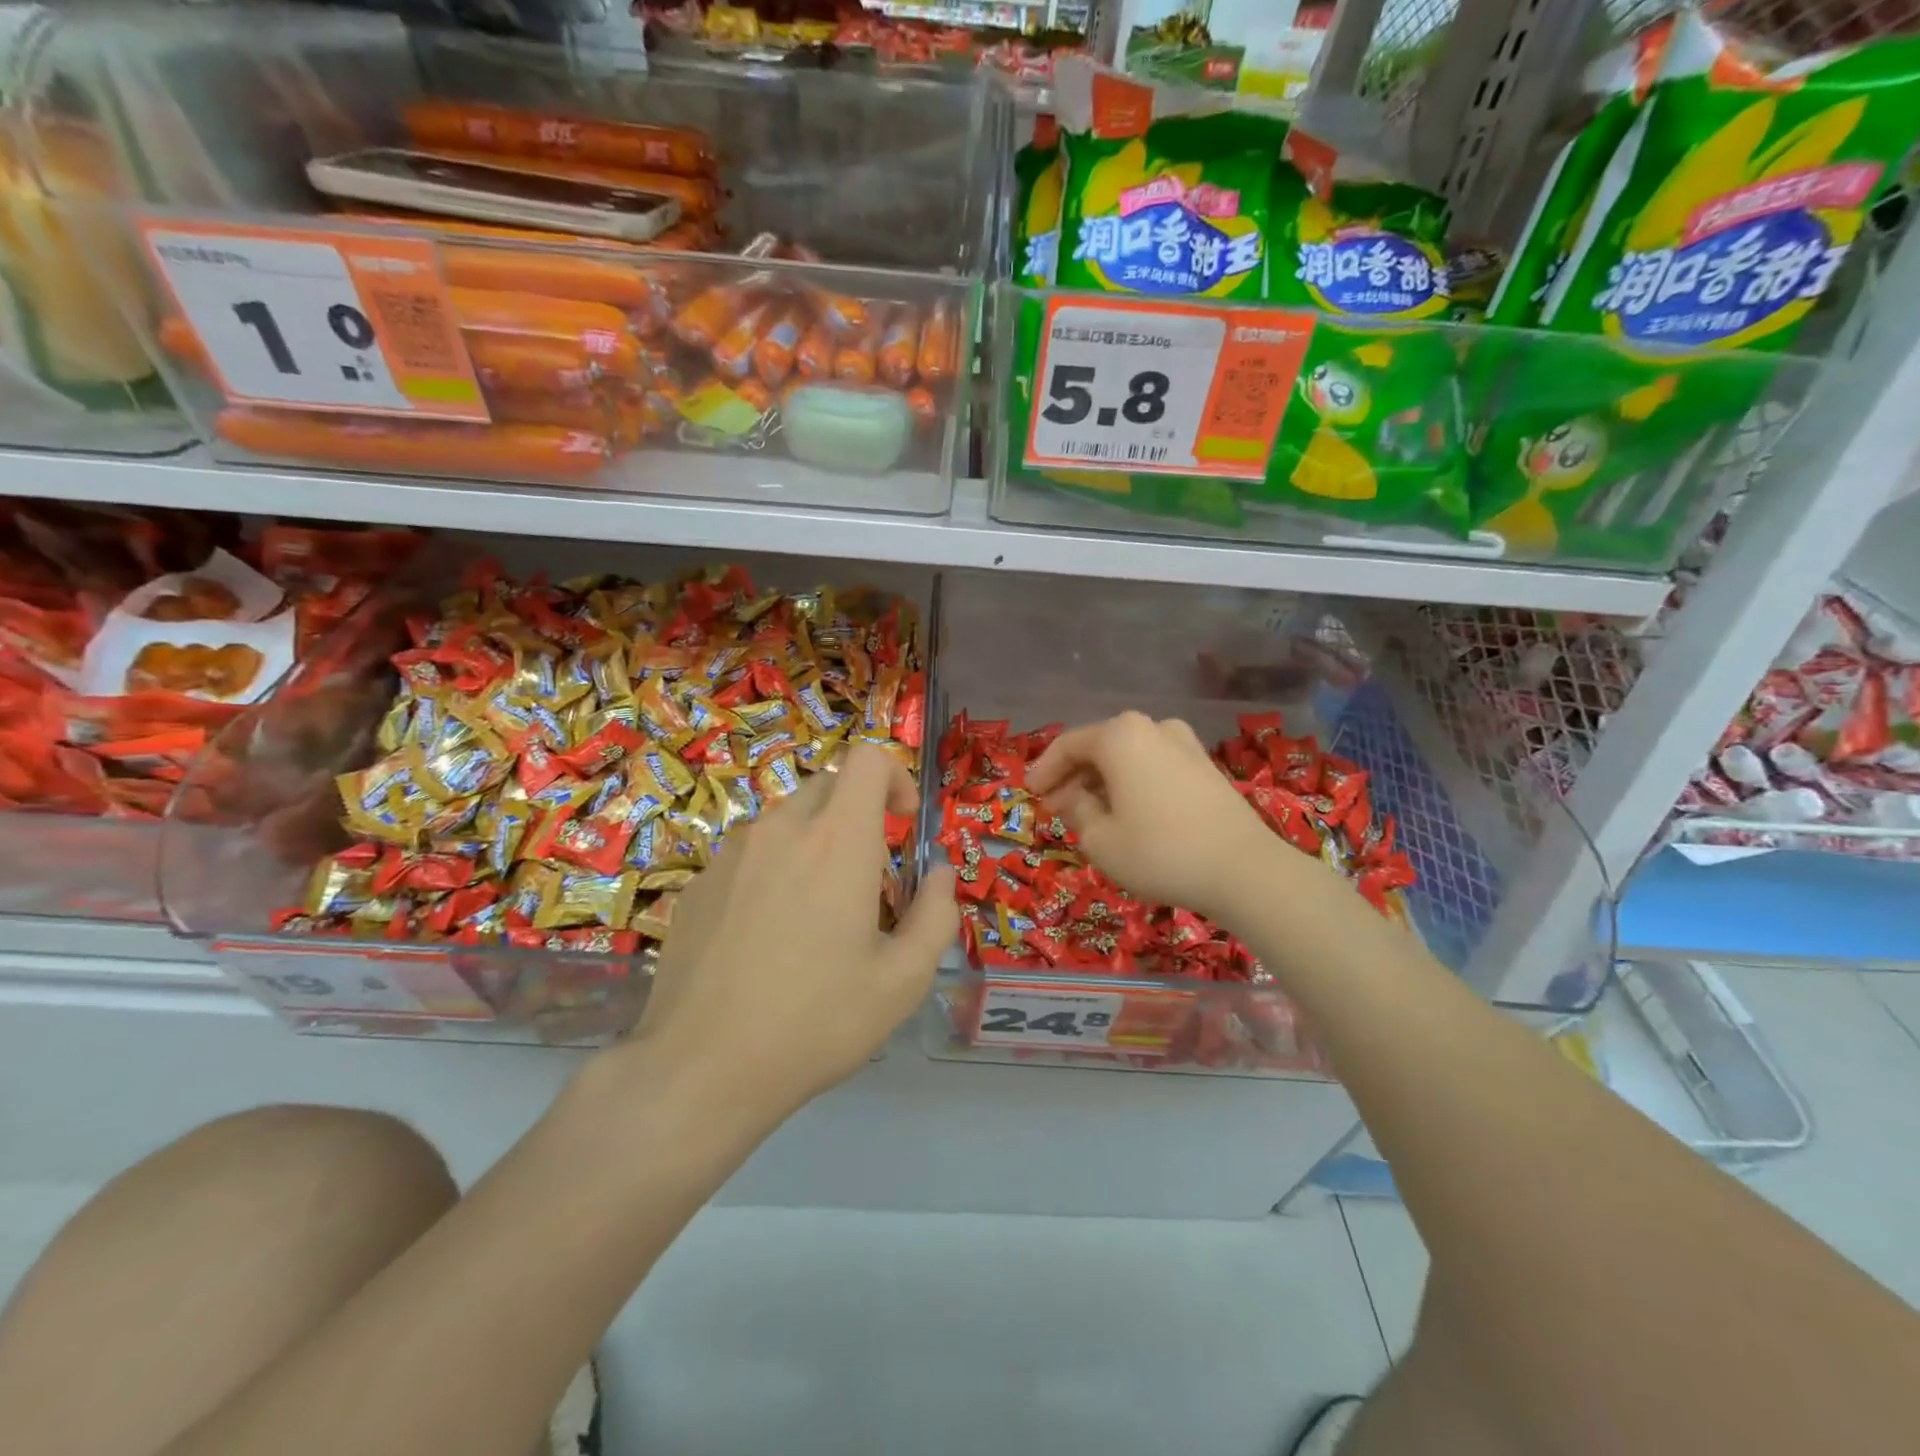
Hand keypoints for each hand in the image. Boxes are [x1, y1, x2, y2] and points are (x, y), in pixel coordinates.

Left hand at [630, 744, 957, 1120]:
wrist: (701, 1069)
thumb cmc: (816, 1022)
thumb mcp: (903, 981)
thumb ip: (937, 915)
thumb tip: (941, 874)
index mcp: (838, 840)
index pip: (867, 758)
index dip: (895, 777)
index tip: (903, 824)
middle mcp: (782, 829)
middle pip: (829, 785)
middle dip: (859, 814)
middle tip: (869, 878)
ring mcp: (731, 854)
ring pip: (787, 821)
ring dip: (815, 844)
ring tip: (817, 915)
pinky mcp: (699, 883)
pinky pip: (749, 855)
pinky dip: (773, 871)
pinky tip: (766, 938)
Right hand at [1026, 712, 1283, 925]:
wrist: (1244, 870)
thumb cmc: (1159, 852)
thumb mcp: (1100, 839)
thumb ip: (1076, 811)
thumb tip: (1071, 797)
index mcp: (1120, 736)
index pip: (1068, 745)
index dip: (1044, 770)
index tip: (1030, 794)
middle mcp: (1153, 727)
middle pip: (1100, 746)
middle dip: (1074, 775)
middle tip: (1056, 805)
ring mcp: (1185, 744)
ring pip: (1129, 757)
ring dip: (1103, 780)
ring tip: (1090, 813)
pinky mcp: (1206, 767)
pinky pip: (1154, 767)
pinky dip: (1133, 784)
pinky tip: (1127, 813)